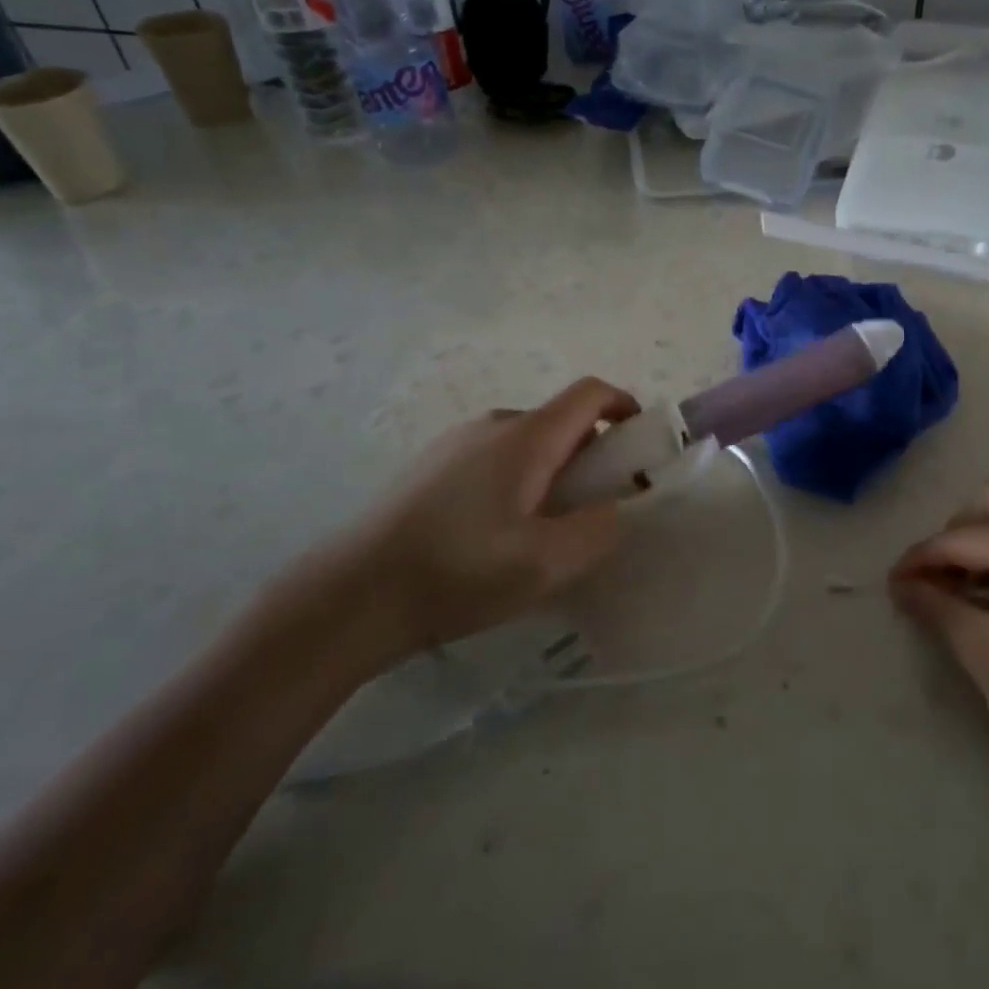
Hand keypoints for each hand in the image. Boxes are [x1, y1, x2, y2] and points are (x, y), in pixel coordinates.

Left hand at [334, 377, 640, 659]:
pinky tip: (493, 536)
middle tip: (593, 509)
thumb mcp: (545, 564)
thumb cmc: (457, 572)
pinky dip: (515, 481)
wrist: (350, 595)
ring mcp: (454, 444)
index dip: (624, 405)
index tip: (639, 443)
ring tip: (542, 531)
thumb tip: (613, 510)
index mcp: (525, 437)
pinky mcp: (428, 468)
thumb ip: (597, 531)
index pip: (589, 393)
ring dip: (550, 472)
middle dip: (590, 455)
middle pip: (558, 422)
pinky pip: (491, 460)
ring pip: (524, 444)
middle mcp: (491, 426)